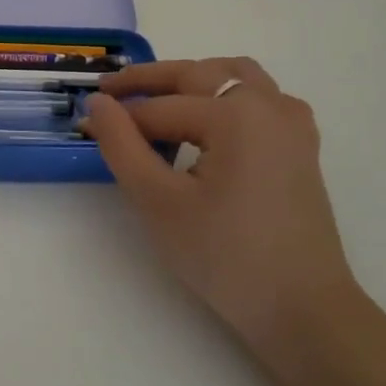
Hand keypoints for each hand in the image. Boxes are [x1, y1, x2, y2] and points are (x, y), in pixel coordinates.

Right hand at [79, 58, 359, 349]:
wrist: (301, 309)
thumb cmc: (224, 256)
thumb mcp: (158, 201)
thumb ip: (121, 145)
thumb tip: (97, 105)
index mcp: (235, 115)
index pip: (159, 109)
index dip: (117, 119)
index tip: (83, 127)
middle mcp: (268, 105)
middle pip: (197, 75)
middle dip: (149, 82)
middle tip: (108, 93)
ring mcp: (291, 123)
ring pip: (233, 76)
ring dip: (191, 78)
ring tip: (156, 97)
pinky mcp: (300, 145)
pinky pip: (259, 97)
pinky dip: (226, 94)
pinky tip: (208, 120)